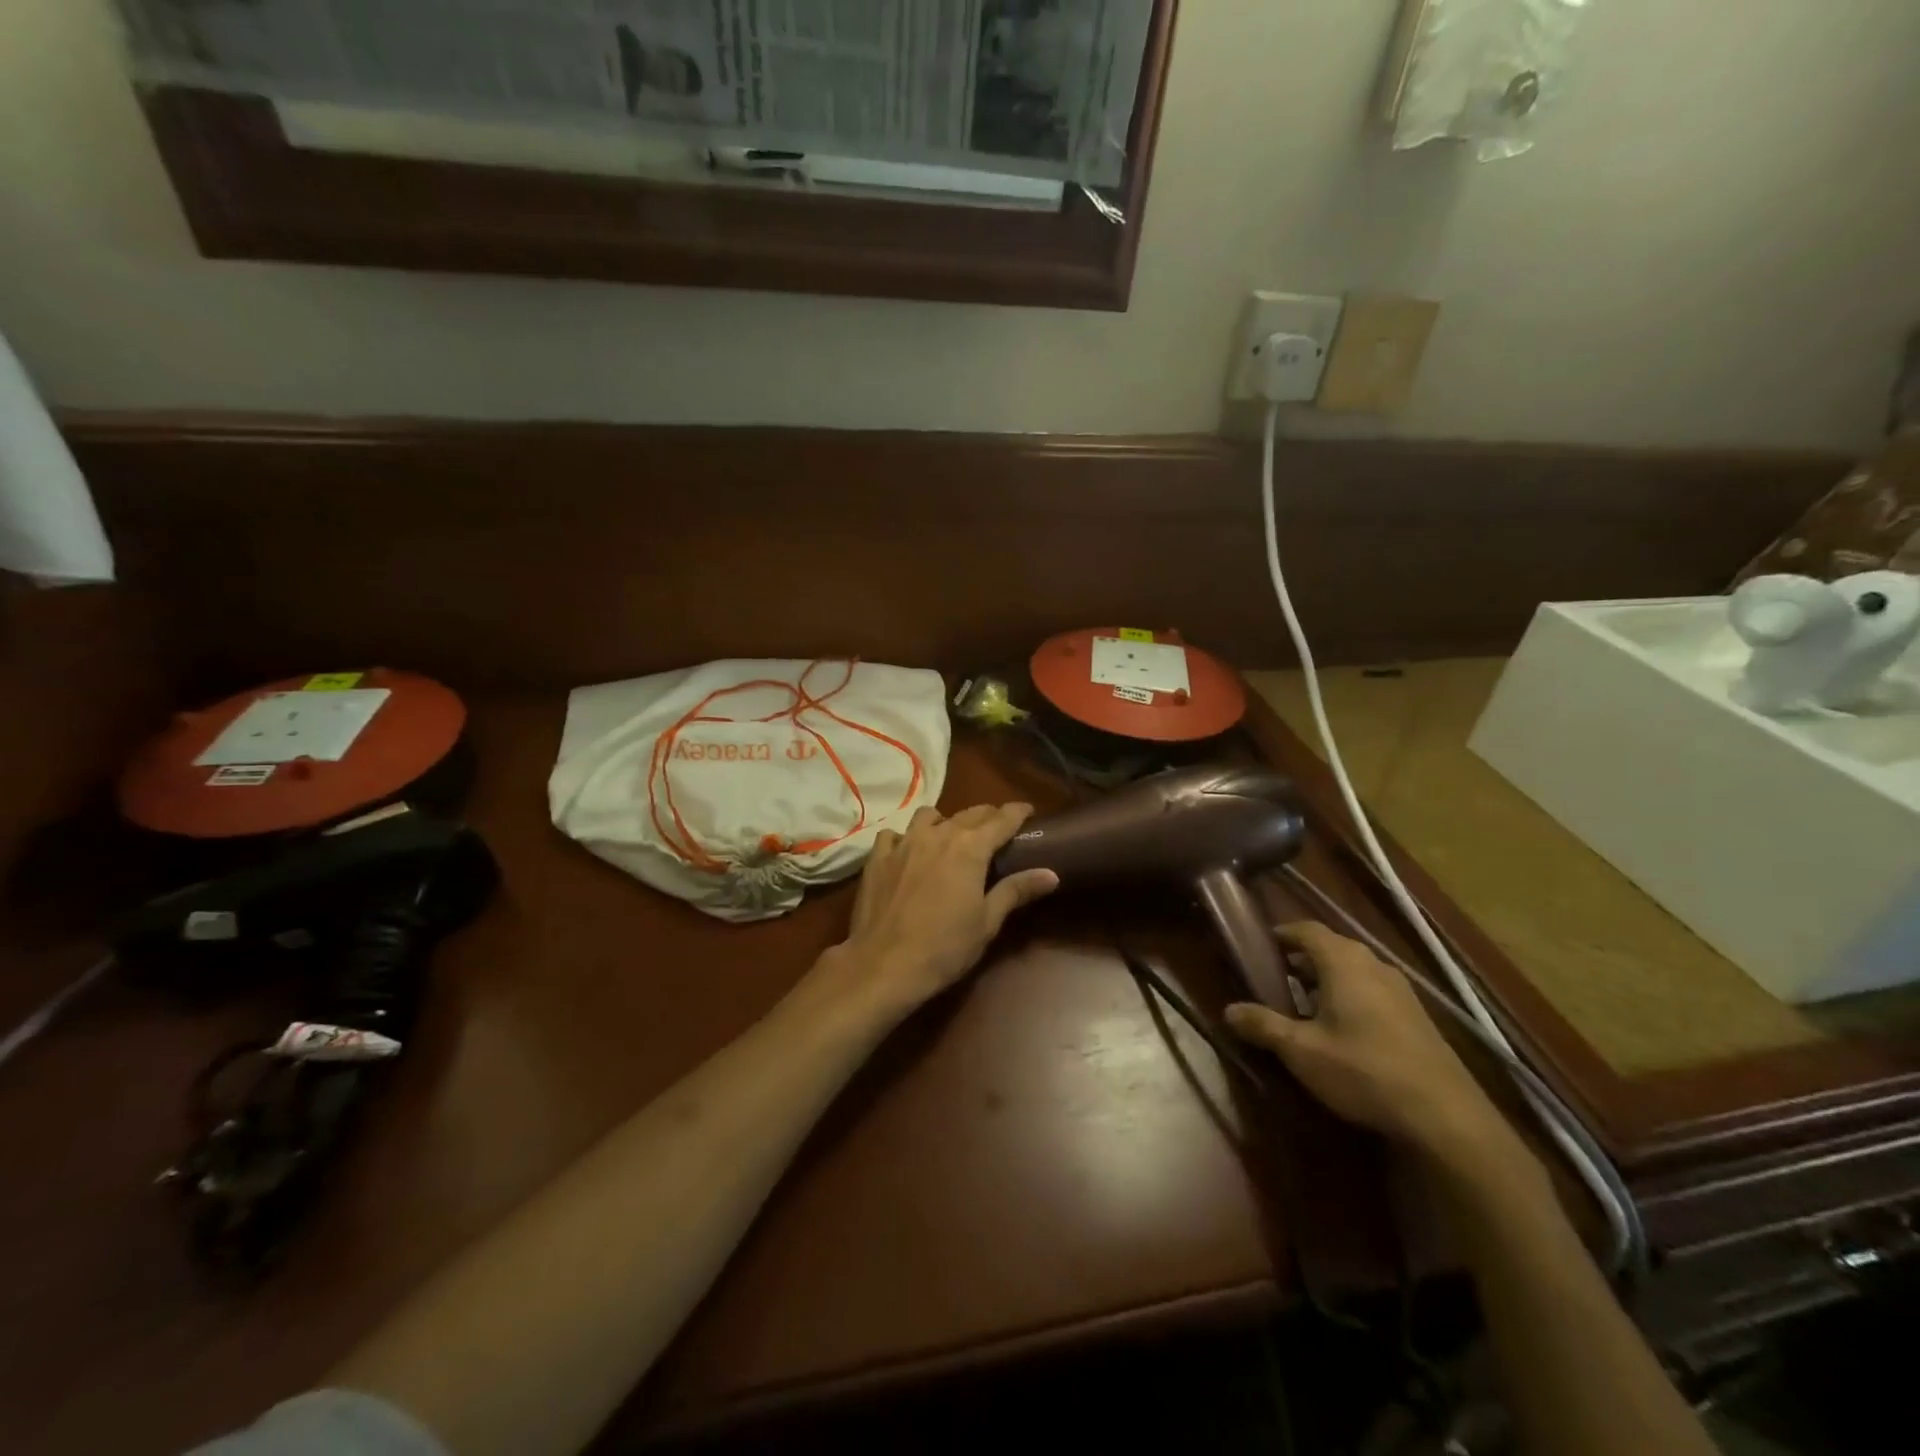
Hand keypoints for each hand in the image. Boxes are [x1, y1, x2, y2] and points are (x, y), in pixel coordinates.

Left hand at [817, 804, 1059, 1018]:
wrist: (885, 964)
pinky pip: (894, 834)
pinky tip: (908, 852)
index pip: (1001, 819)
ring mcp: (904, 842)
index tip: (1028, 811)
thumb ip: (1016, 890)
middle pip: (969, 813)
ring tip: (950, 837)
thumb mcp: (987, 922)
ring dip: (945, 821)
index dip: (1017, 812)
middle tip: (997, 828)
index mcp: (970, 848)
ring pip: (929, 815)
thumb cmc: (945, 947)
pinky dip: (905, 837)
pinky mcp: (878, 857)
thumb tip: (1051, 874)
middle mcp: (938, 834)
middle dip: (987, 816)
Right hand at [1225, 922, 1506, 1159]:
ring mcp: (1402, 991)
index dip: (1283, 933)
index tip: (1261, 945)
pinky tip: (1343, 1030)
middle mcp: (1374, 966)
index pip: (1307, 930)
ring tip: (1305, 1005)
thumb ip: (1263, 1026)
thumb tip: (1228, 1010)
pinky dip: (1351, 996)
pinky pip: (1374, 991)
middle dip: (1303, 959)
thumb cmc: (1363, 1071)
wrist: (1446, 1116)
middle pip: (1332, 947)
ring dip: (1328, 979)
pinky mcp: (1418, 1017)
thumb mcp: (1302, 1051)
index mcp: (1343, 962)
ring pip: (1355, 970)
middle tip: (1277, 978)